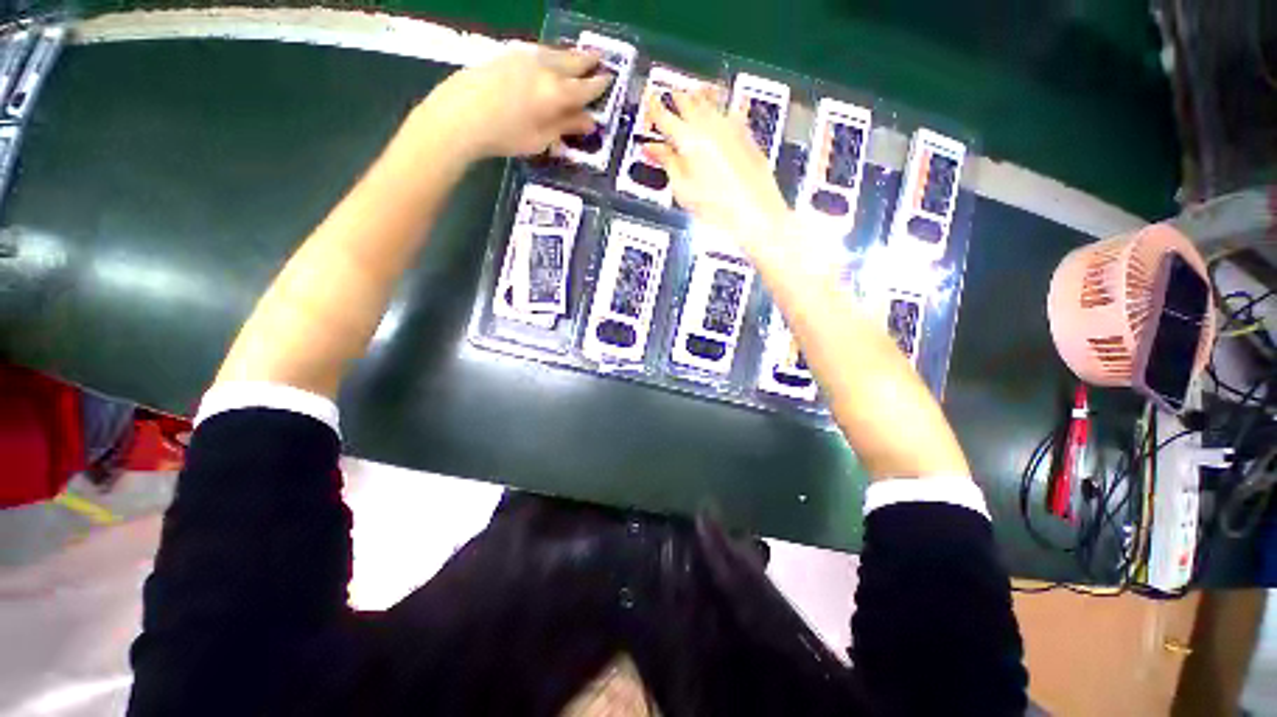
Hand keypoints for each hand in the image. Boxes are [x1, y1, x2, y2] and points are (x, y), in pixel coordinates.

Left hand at [414, 45, 610, 161]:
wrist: (461, 115)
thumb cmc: (506, 135)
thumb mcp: (542, 139)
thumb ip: (566, 127)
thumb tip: (588, 122)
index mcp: (557, 92)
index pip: (586, 87)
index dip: (599, 85)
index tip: (610, 79)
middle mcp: (545, 68)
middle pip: (572, 62)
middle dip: (588, 61)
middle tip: (600, 57)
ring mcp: (524, 57)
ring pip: (555, 53)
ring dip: (569, 55)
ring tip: (577, 56)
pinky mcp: (507, 55)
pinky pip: (537, 52)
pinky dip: (550, 56)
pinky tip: (548, 61)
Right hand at [643, 89, 793, 260]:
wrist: (755, 211)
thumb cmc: (719, 206)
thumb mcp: (683, 189)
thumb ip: (667, 163)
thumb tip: (653, 149)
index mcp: (688, 138)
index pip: (664, 116)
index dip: (653, 108)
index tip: (648, 101)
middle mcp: (709, 125)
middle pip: (688, 101)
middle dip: (674, 98)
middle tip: (667, 98)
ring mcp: (730, 126)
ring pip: (710, 99)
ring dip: (698, 95)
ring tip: (693, 92)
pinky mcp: (746, 134)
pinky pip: (735, 108)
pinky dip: (728, 103)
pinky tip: (732, 100)